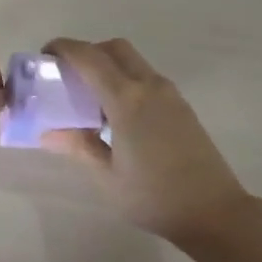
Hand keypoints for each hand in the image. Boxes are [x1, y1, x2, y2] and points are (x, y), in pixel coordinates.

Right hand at [40, 38, 252, 243]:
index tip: (45, 55)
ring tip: (90, 97)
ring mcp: (169, 94)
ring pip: (133, 60)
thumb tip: (46, 132)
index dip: (64, 48)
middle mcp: (149, 86)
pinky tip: (117, 113)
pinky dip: (126, 79)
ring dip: (108, 64)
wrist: (216, 212)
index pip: (89, 57)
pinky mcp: (181, 105)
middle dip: (88, 51)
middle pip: (114, 48)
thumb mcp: (107, 177)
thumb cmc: (155, 197)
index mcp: (127, 100)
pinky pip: (146, 77)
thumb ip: (78, 146)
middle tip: (68, 74)